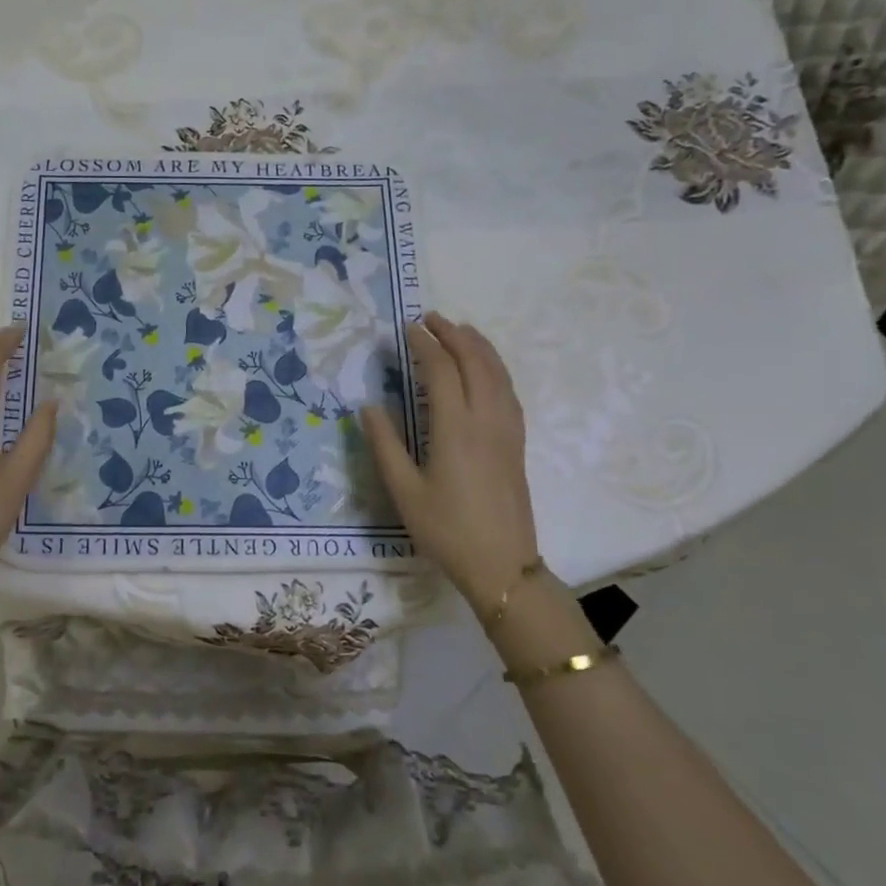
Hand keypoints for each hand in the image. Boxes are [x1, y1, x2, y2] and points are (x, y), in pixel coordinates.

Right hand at [361, 314, 539, 614]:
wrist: (502, 566)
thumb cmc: (446, 531)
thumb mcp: (404, 491)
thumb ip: (384, 445)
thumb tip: (369, 407)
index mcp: (455, 430)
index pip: (442, 372)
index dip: (424, 345)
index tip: (407, 329)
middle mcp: (486, 421)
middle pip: (476, 363)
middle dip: (454, 335)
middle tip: (430, 319)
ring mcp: (507, 431)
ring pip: (499, 374)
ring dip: (479, 346)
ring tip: (460, 330)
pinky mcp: (517, 443)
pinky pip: (509, 391)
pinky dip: (496, 368)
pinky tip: (486, 369)